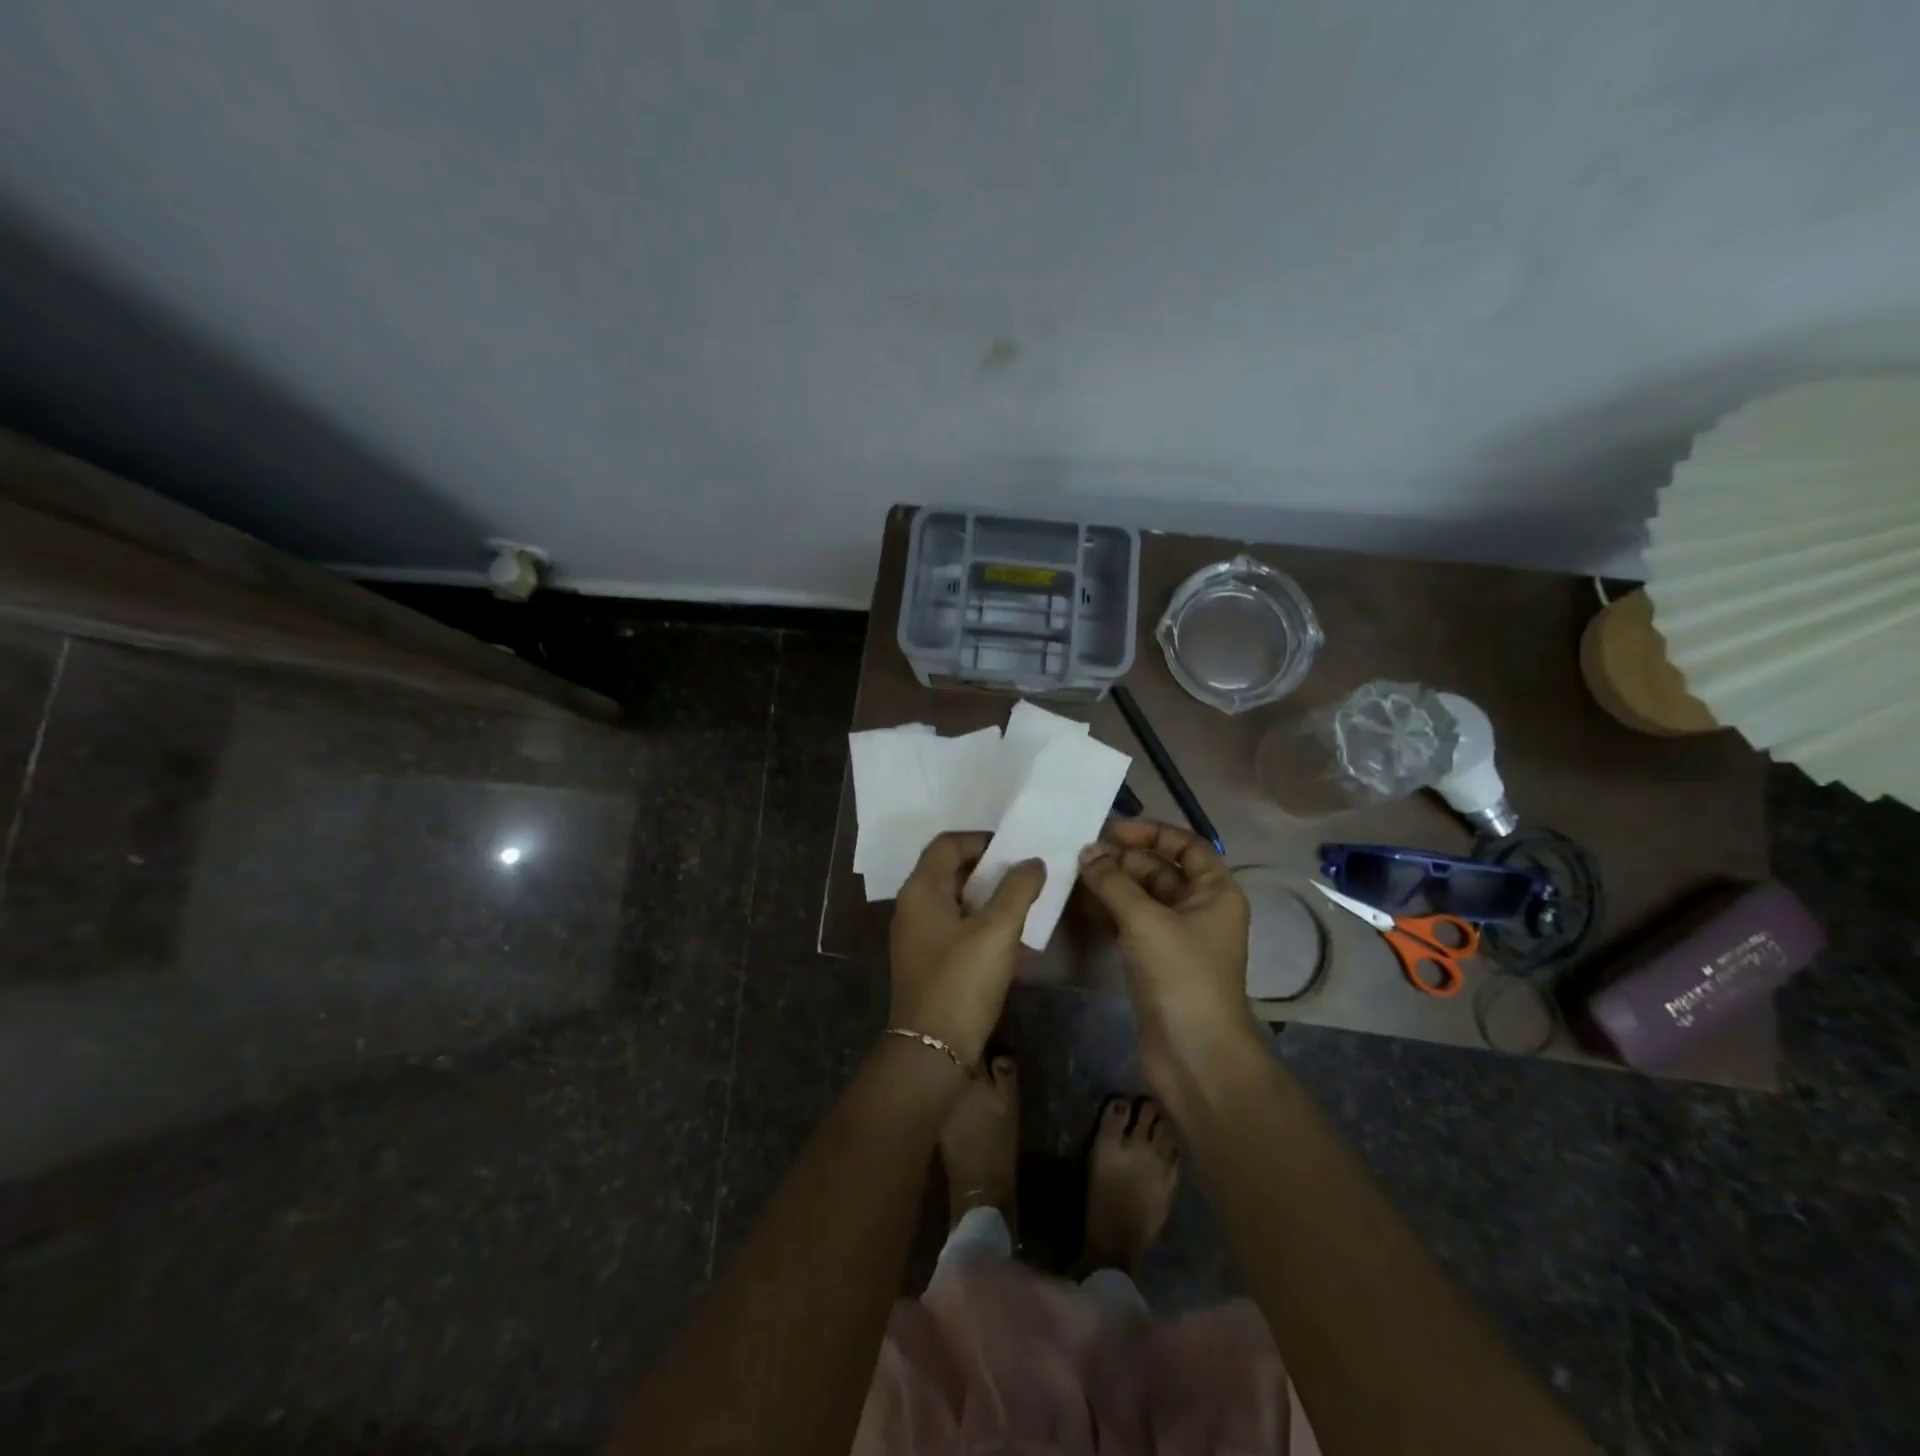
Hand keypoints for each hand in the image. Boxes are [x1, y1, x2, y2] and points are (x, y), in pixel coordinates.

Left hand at [888, 833, 1046, 1066]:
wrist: (933, 1049)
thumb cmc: (962, 980)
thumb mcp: (997, 929)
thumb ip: (1018, 889)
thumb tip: (1032, 862)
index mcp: (920, 890)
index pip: (947, 844)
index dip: (981, 839)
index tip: (1016, 849)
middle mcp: (912, 907)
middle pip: (949, 869)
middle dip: (988, 867)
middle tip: (1024, 873)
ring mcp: (917, 936)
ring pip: (954, 899)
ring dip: (987, 895)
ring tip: (1022, 900)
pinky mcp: (927, 960)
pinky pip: (955, 925)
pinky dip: (980, 920)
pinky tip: (1008, 934)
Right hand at [1076, 819, 1262, 1099]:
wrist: (1194, 1055)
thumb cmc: (1181, 975)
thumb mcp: (1145, 920)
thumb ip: (1113, 881)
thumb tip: (1087, 852)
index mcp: (1215, 891)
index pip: (1185, 845)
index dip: (1150, 832)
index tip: (1110, 831)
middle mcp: (1198, 908)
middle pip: (1158, 869)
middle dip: (1121, 860)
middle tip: (1079, 856)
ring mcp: (1176, 936)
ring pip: (1140, 897)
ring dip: (1110, 885)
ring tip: (1071, 875)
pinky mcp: (1155, 960)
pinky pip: (1130, 923)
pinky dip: (1107, 911)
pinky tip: (1078, 905)